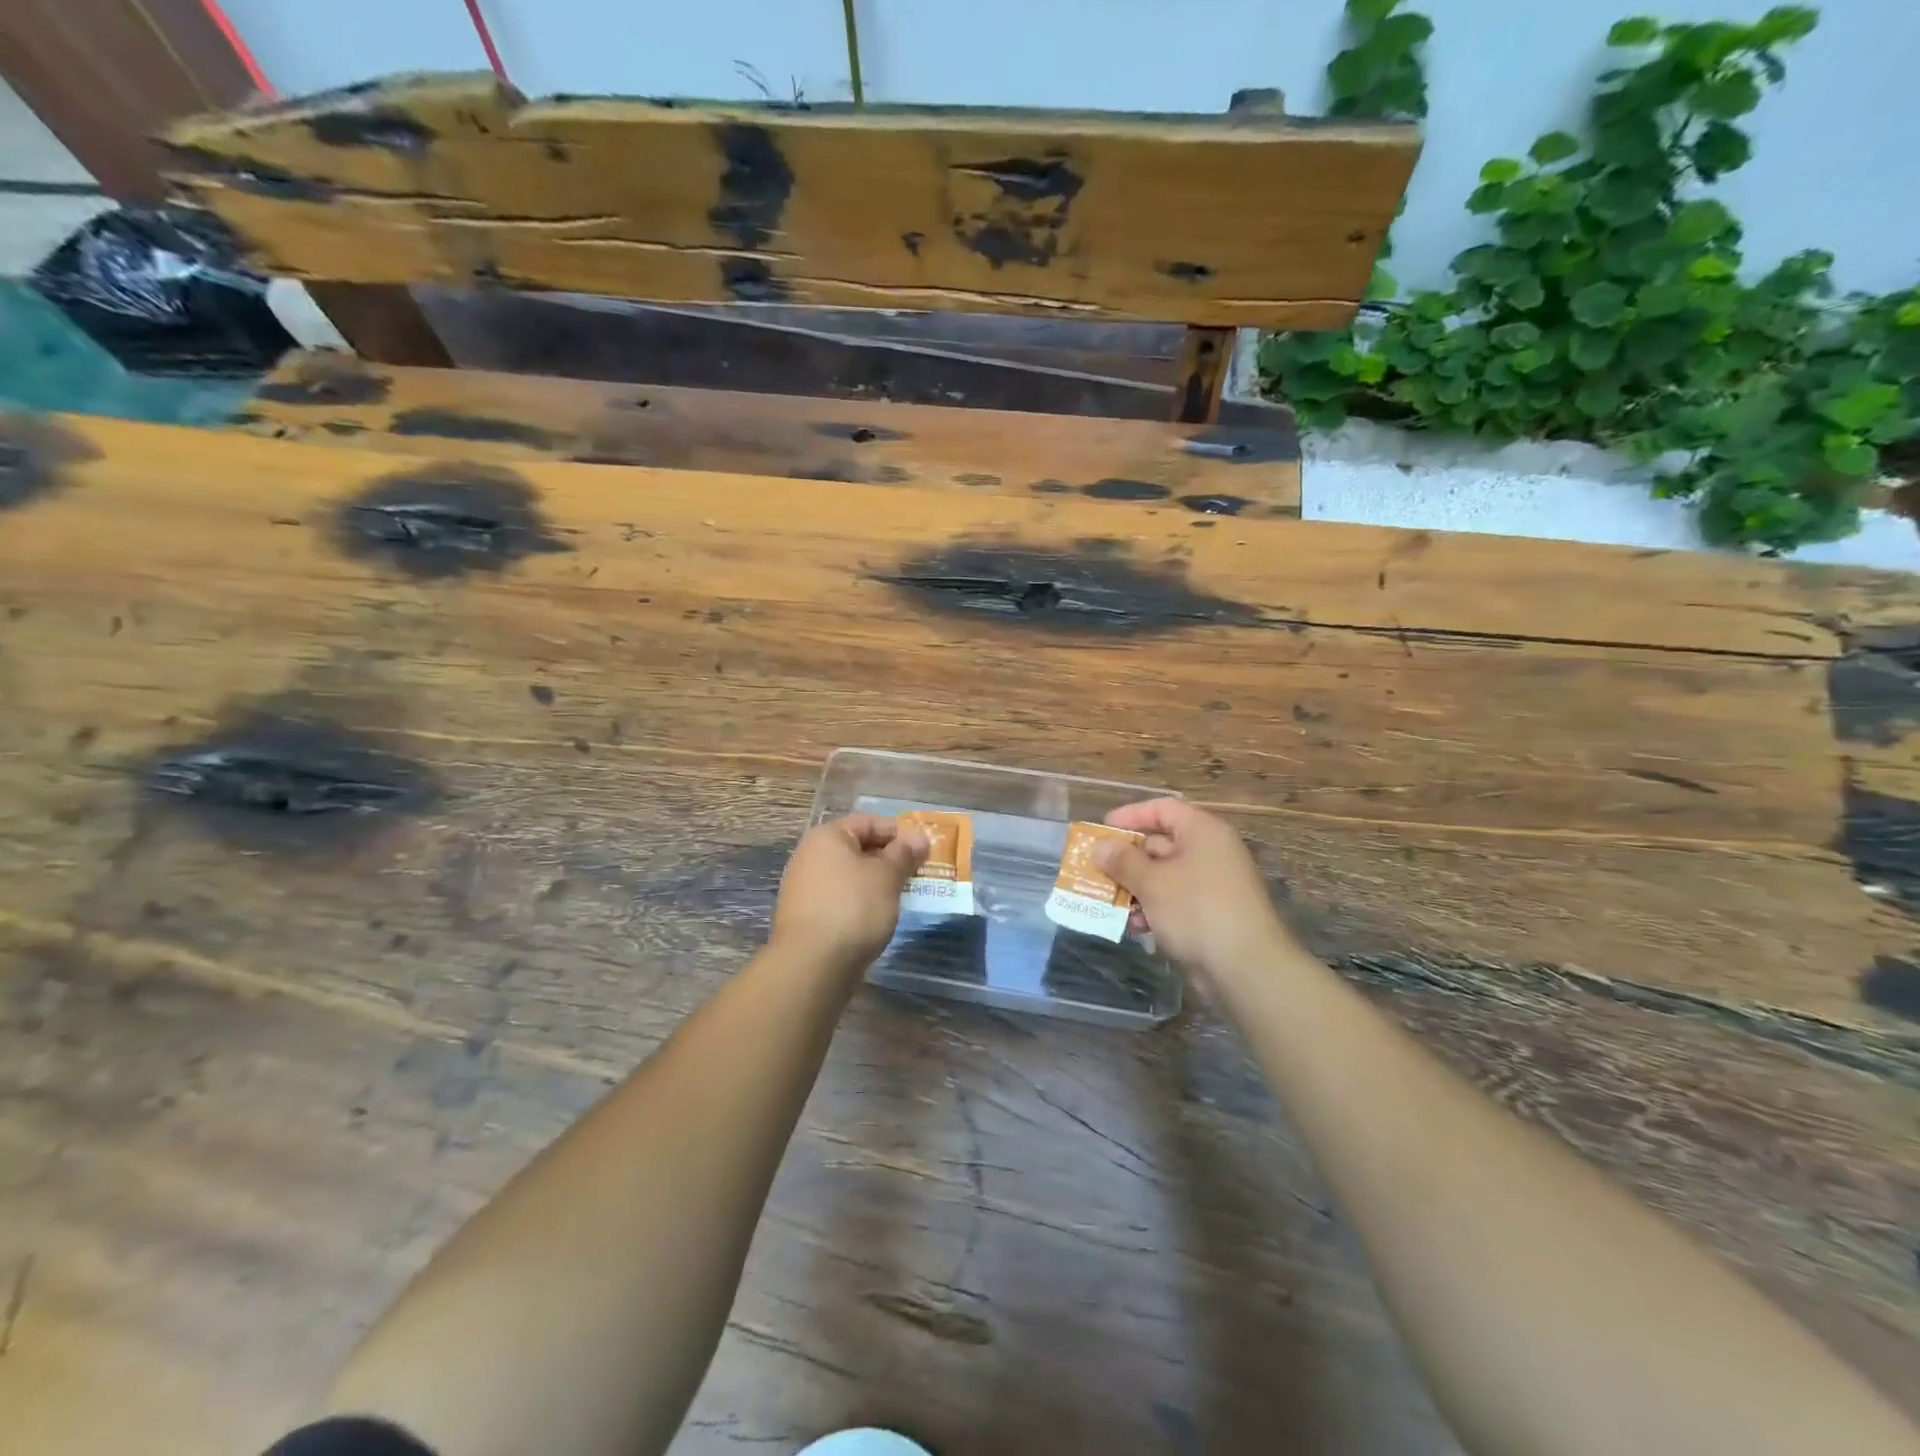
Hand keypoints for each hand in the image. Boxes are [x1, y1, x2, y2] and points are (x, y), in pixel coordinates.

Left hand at [771, 814, 928, 971]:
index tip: (924, 850)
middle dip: (889, 859)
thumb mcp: (887, 876)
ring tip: (902, 896)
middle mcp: (810, 856)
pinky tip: (878, 917)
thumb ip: (904, 854)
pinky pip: (840, 898)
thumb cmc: (853, 908)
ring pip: (849, 876)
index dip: (899, 833)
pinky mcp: (806, 917)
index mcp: (827, 837)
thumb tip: (918, 838)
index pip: (868, 822)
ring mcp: (804, 888)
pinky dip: (861, 902)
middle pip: (857, 848)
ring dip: (876, 883)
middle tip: (917, 874)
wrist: (812, 964)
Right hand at [1096, 799, 1290, 982]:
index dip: (1130, 815)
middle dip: (1127, 858)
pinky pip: (1175, 901)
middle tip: (1096, 869)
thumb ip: (1123, 861)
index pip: (1162, 809)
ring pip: (1165, 876)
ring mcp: (1213, 885)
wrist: (1246, 967)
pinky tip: (1135, 927)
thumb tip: (1100, 847)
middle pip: (1161, 843)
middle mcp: (1210, 852)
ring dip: (1135, 887)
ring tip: (1108, 901)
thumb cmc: (1196, 910)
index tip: (1102, 830)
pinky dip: (1153, 909)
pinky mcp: (1211, 914)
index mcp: (1202, 832)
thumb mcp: (1152, 882)